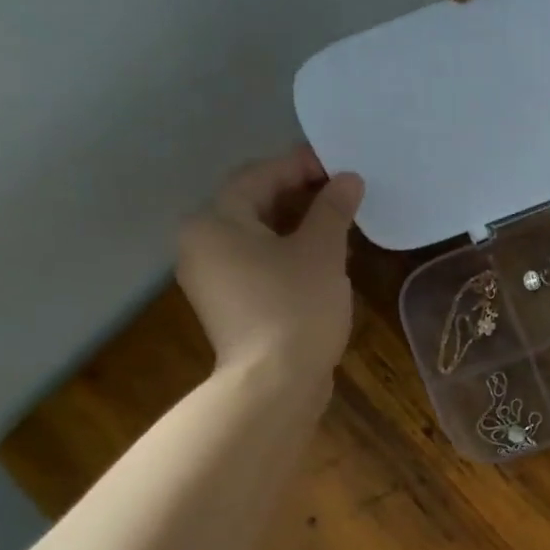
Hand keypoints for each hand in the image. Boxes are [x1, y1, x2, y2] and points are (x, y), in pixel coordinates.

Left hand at [176, 148, 364, 388]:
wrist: (275, 384)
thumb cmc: (296, 308)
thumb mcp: (321, 252)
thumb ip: (333, 209)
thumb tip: (348, 179)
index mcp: (215, 221)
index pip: (258, 176)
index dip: (299, 166)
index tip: (338, 166)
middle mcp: (201, 244)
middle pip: (253, 206)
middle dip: (299, 197)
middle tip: (342, 195)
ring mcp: (211, 280)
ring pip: (257, 238)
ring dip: (296, 228)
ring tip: (339, 227)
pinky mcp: (229, 307)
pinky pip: (258, 266)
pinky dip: (286, 256)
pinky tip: (321, 262)